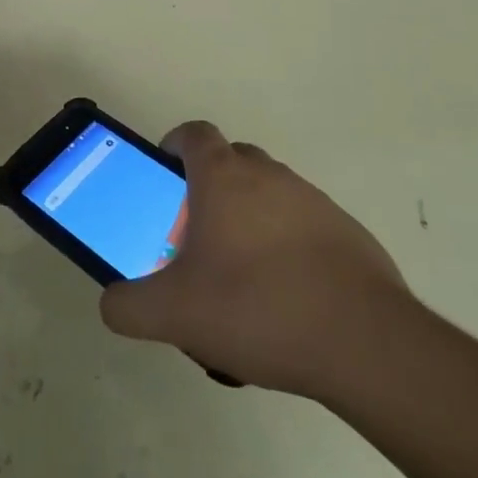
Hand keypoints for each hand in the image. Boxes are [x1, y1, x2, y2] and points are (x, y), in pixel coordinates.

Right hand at [99, 122, 412, 397]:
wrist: (365, 344)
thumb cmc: (256, 308)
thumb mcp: (173, 314)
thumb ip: (128, 306)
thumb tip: (112, 303)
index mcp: (224, 177)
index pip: (194, 133)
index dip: (174, 146)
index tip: (165, 177)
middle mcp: (269, 175)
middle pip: (232, 161)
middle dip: (210, 187)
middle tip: (198, 236)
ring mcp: (314, 201)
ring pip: (270, 193)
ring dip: (251, 218)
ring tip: (242, 276)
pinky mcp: (349, 233)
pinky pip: (305, 225)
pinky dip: (289, 245)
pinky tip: (287, 298)